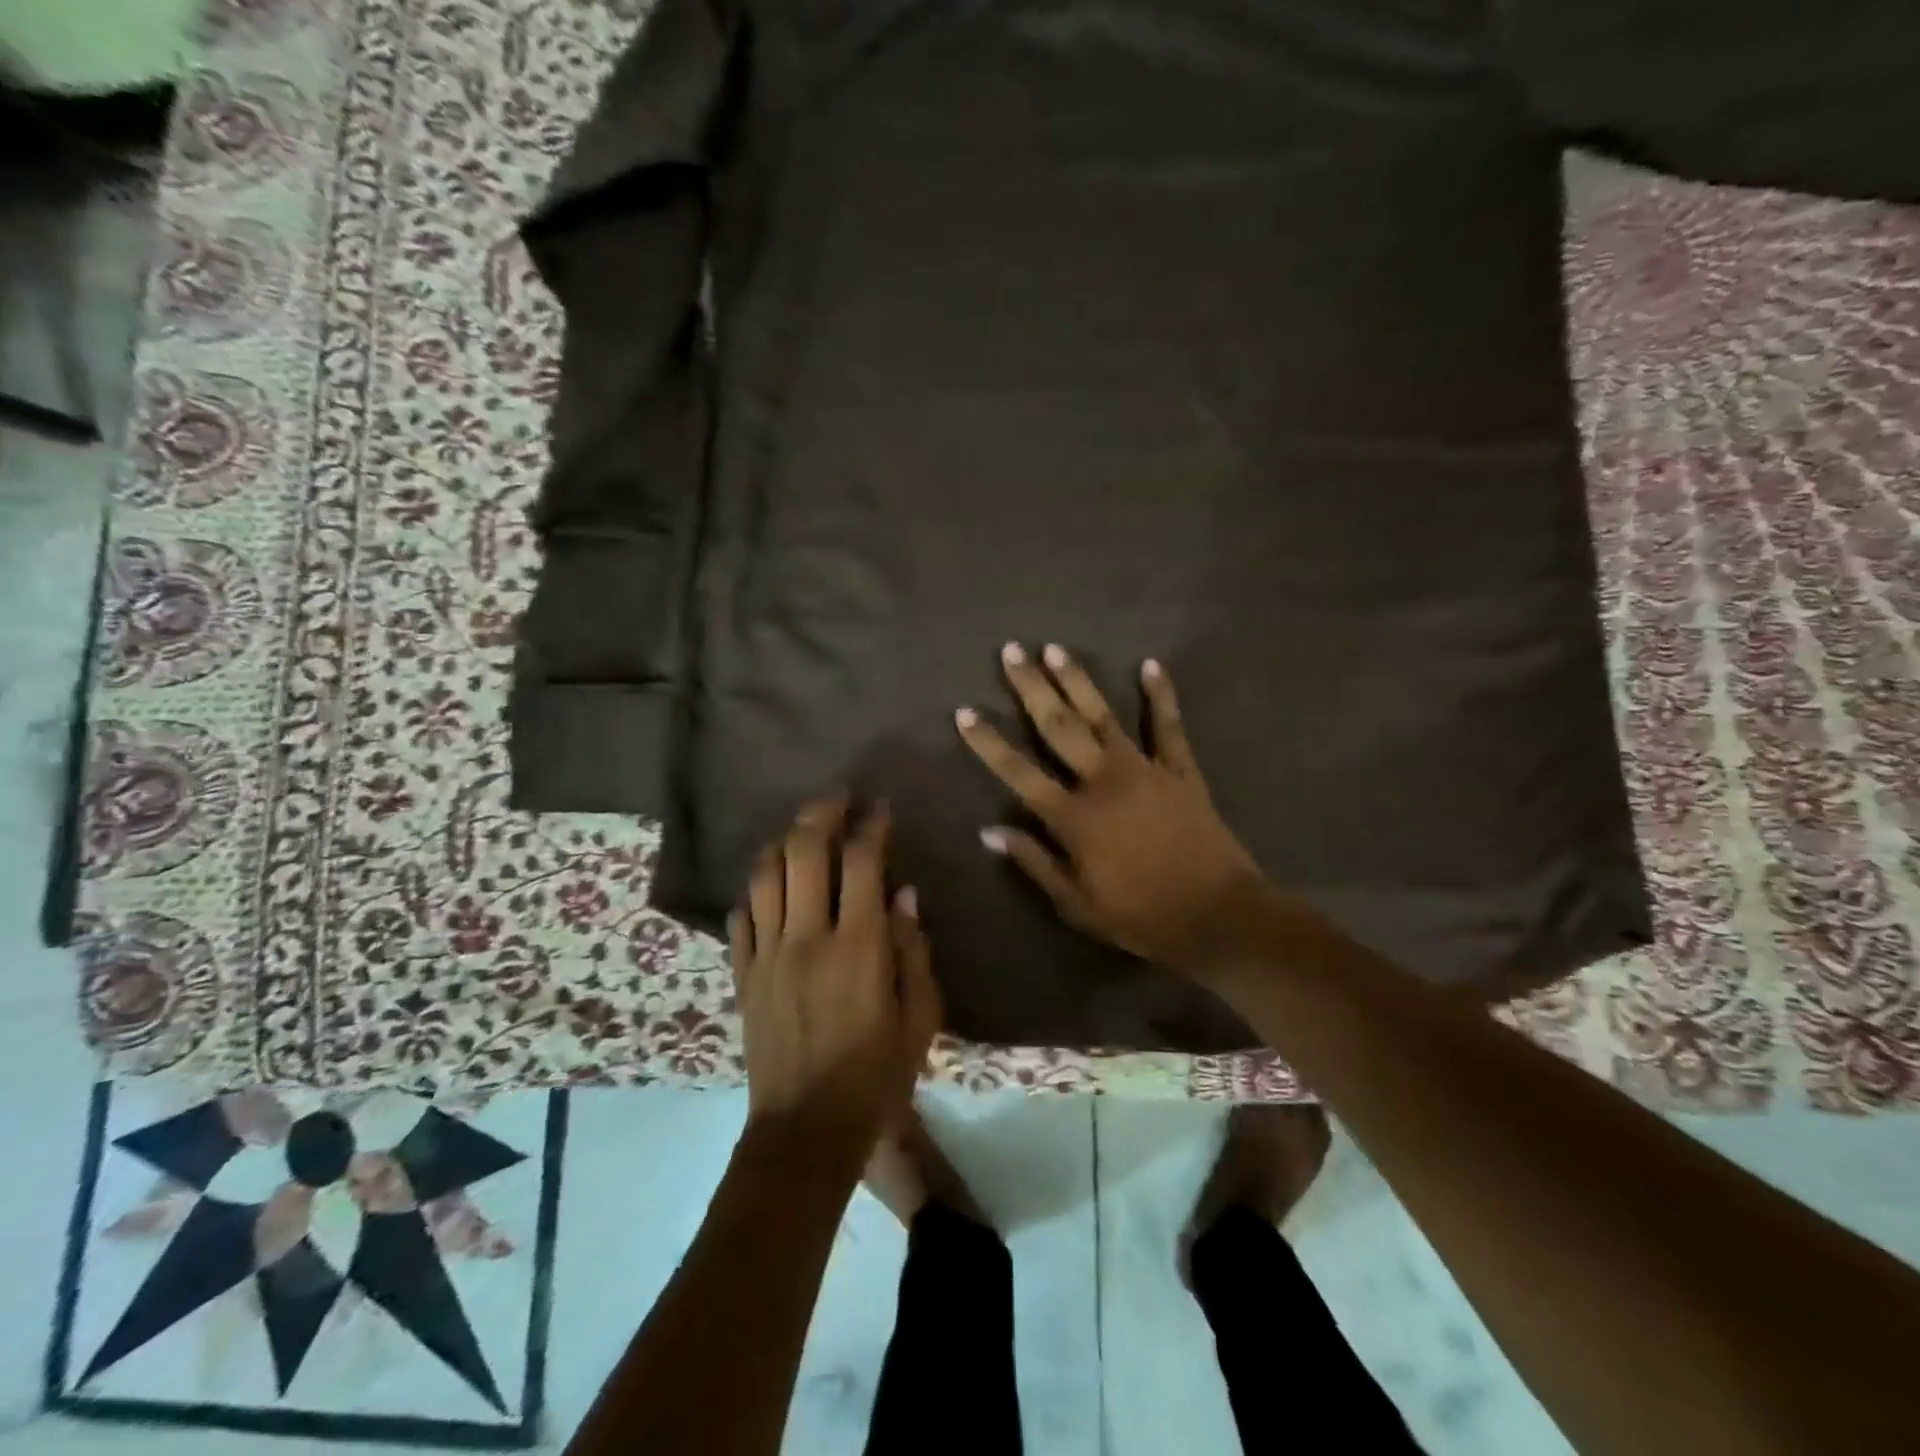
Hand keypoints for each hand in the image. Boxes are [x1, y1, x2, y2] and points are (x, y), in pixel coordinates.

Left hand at [729, 794, 942, 1160]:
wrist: (806, 1131)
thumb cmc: (876, 1076)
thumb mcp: (920, 1018)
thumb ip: (914, 950)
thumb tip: (904, 894)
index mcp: (859, 946)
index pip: (862, 862)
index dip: (872, 825)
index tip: (880, 808)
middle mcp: (807, 937)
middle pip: (803, 850)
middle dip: (821, 813)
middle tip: (837, 800)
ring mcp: (767, 954)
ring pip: (764, 874)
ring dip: (783, 842)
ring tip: (800, 832)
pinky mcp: (743, 975)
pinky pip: (740, 915)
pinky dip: (756, 891)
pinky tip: (770, 887)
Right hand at [955, 644, 1266, 976]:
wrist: (1218, 915)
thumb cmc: (1141, 917)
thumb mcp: (1077, 905)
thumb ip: (1034, 863)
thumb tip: (990, 831)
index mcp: (1074, 817)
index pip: (1018, 772)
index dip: (988, 742)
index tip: (964, 711)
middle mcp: (1103, 781)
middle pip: (1058, 726)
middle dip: (1031, 687)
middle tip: (1011, 652)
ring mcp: (1145, 770)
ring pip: (1103, 715)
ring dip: (1078, 680)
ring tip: (1055, 648)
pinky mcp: (1181, 770)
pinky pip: (1169, 725)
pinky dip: (1161, 694)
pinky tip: (1150, 664)